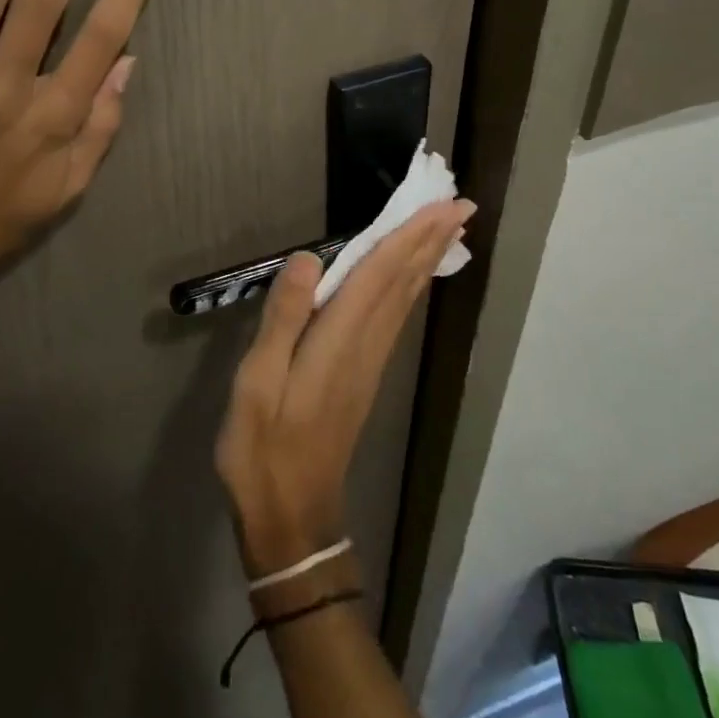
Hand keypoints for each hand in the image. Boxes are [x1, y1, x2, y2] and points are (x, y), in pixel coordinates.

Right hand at [215, 201, 473, 577]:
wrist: (291, 513)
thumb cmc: (263, 447)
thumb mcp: (258, 382)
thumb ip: (283, 319)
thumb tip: (307, 258)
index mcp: (339, 341)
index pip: (381, 275)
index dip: (409, 236)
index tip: (442, 204)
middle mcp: (364, 346)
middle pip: (403, 283)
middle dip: (430, 240)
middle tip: (461, 204)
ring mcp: (368, 364)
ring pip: (404, 301)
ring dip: (425, 261)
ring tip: (446, 231)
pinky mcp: (363, 377)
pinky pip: (395, 319)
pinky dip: (409, 289)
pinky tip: (411, 282)